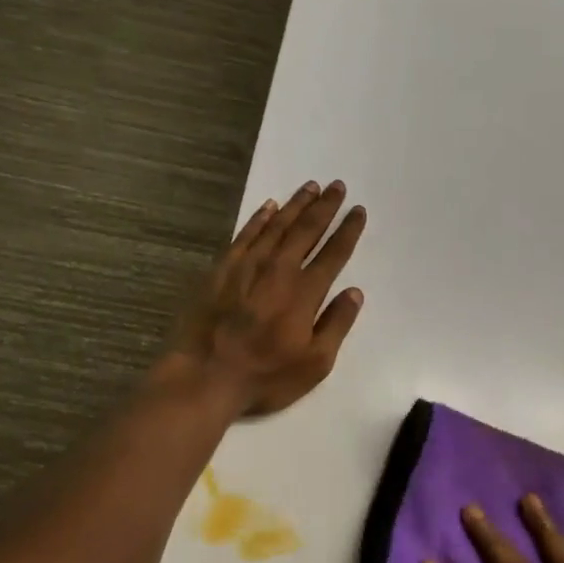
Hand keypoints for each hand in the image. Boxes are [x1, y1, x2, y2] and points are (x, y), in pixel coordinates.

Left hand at [166, 179, 366, 417]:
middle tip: (337, 186)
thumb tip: (354, 292)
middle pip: (306, 231)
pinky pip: (245, 235)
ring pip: (277, 226)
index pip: (333, 254)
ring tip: (310, 186)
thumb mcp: (315, 363)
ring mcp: (247, 267)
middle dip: (324, 207)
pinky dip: (259, 219)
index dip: (348, 231)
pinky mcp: (221, 270)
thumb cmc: (266, 376)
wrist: (205, 376)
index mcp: (305, 293)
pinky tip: (269, 207)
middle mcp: (278, 270)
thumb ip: (337, 324)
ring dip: (296, 205)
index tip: (358, 211)